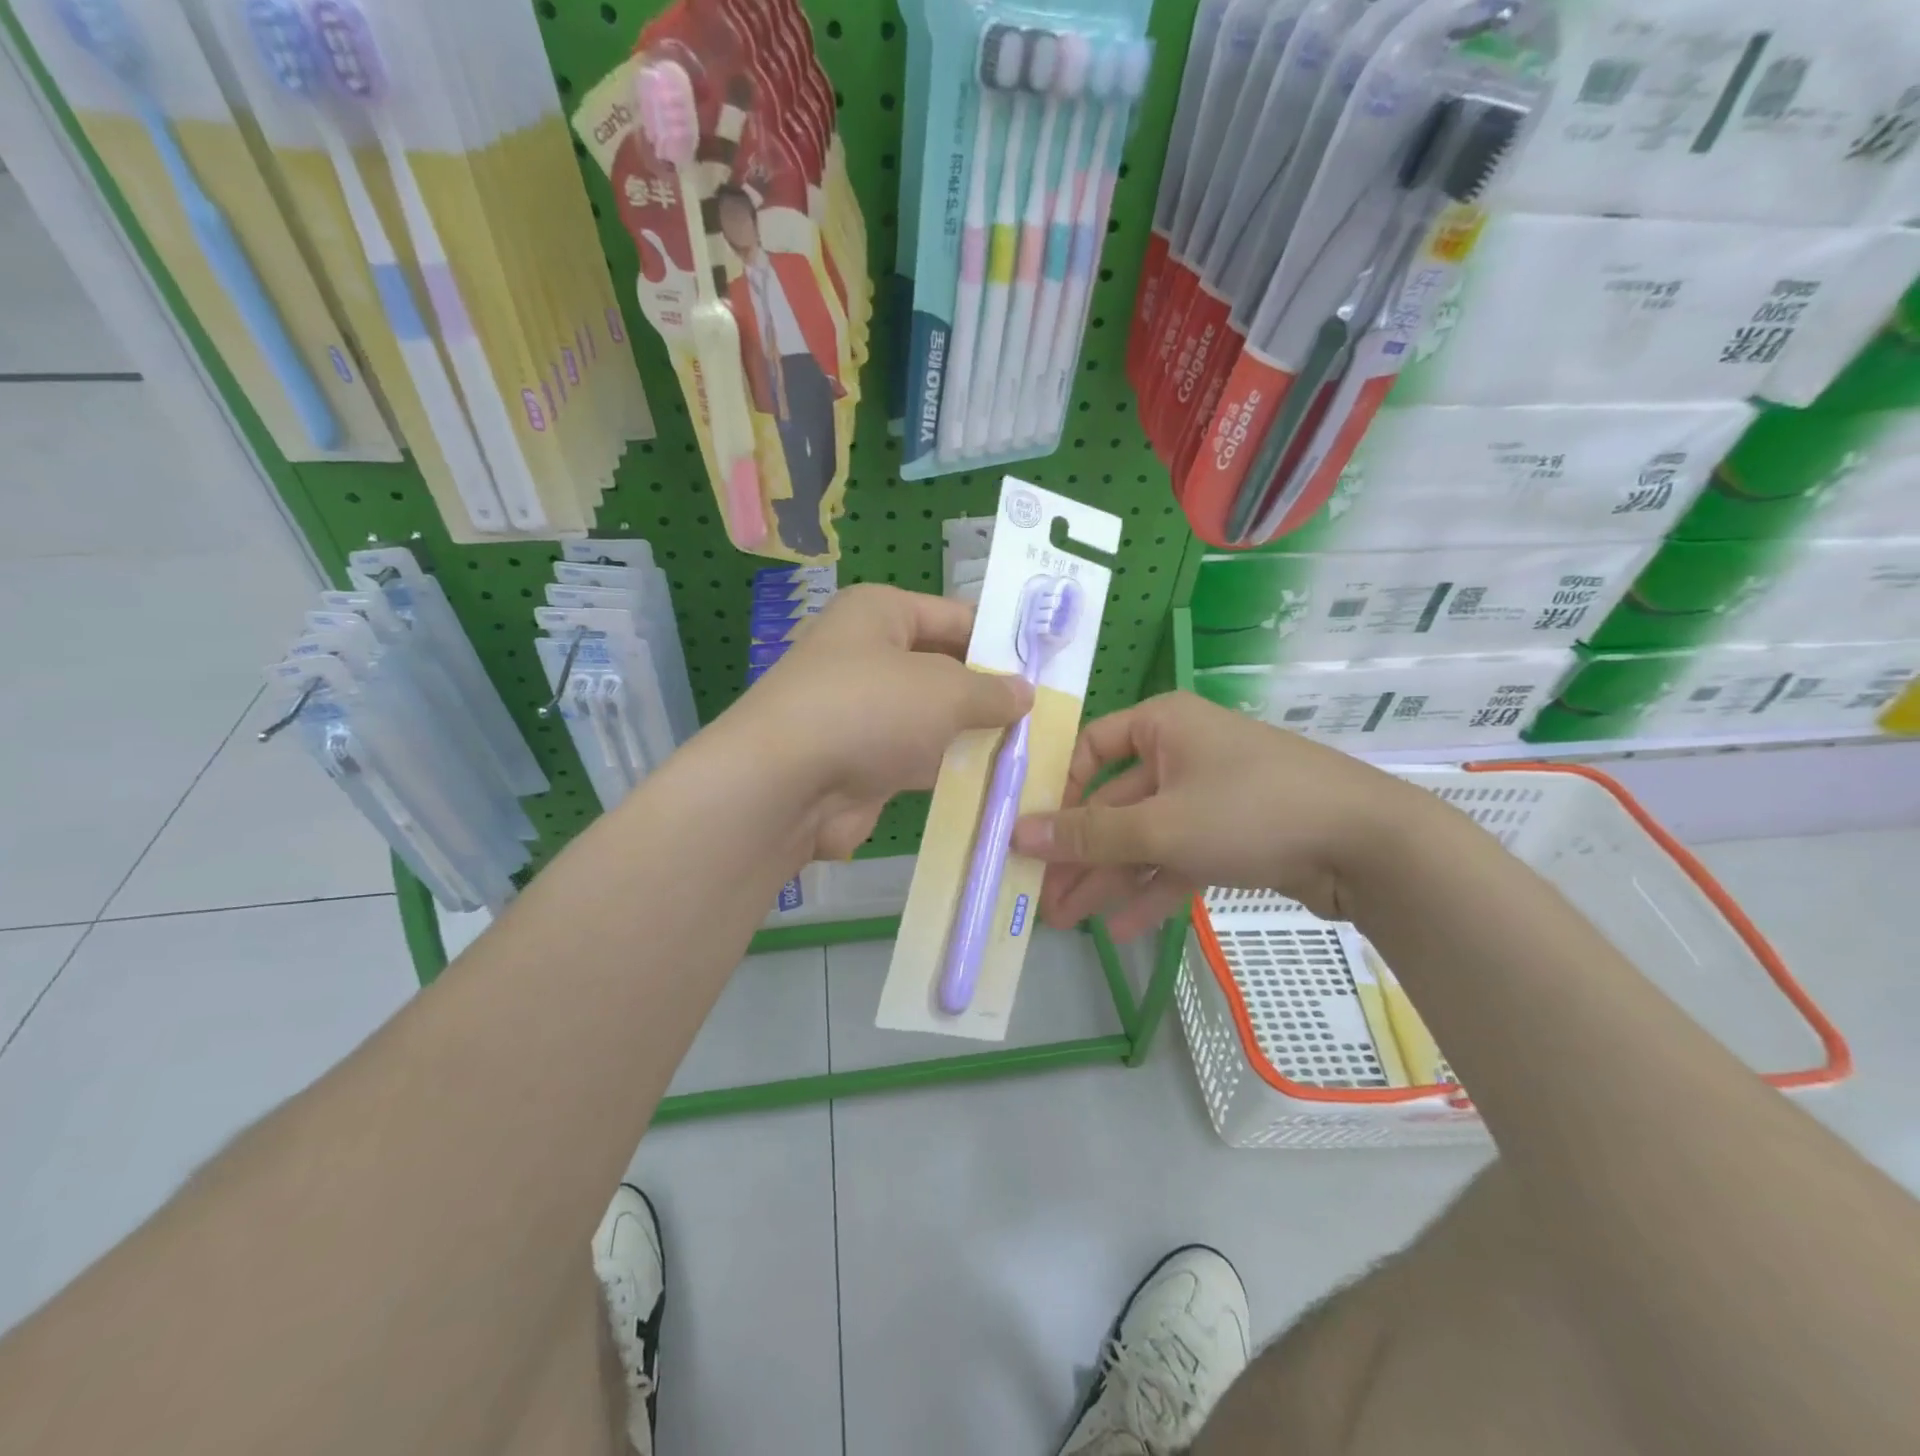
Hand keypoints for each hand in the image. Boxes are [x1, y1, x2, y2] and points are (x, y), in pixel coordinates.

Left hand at [722, 585, 1032, 859]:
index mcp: (880, 613)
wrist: (787, 786)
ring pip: (933, 718)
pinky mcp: (863, 760)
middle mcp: (868, 655)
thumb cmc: (870, 710)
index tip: (1047, 664)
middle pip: (945, 668)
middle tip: (1047, 711)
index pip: (955, 616)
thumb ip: (992, 690)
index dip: (1001, 638)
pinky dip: (949, 768)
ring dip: (974, 734)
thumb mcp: (945, 690)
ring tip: (1033, 746)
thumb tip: (1024, 693)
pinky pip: (918, 758)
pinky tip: (995, 779)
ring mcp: (864, 711)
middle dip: (991, 691)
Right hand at [1010, 692, 1431, 937]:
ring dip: (1110, 879)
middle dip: (1082, 854)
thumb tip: (1018, 833)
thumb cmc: (1252, 811)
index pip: (1090, 748)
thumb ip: (1089, 835)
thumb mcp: (1161, 826)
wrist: (1371, 846)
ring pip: (1146, 837)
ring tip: (1070, 922)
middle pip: (1115, 803)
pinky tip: (1123, 929)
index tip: (1034, 834)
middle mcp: (1182, 752)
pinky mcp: (1234, 834)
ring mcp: (1210, 795)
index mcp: (1162, 725)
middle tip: (1044, 898)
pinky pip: (1180, 857)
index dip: (1059, 791)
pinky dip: (1154, 889)